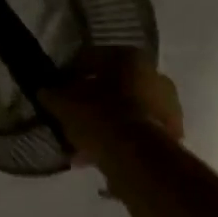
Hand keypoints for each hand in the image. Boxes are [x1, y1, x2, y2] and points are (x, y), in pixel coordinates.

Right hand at [40, 47, 183, 169]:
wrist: (138, 159)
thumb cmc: (100, 117)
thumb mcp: (65, 104)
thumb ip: (53, 95)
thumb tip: (45, 91)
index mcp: (129, 57)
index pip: (92, 57)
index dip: (71, 73)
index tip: (58, 89)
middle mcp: (154, 75)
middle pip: (114, 86)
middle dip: (92, 101)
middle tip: (73, 116)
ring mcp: (168, 106)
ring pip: (126, 111)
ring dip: (106, 124)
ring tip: (83, 144)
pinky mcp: (172, 135)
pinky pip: (137, 133)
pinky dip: (120, 141)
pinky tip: (100, 156)